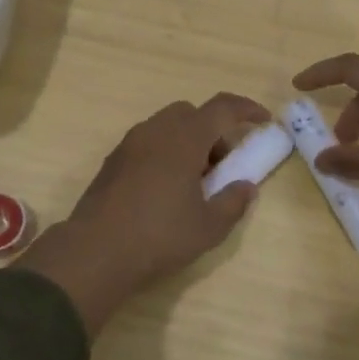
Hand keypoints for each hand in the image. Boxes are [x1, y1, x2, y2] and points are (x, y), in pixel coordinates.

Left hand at [22, 93, 270, 334]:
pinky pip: (148, 142)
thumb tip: (246, 187)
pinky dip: (166, 152)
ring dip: (188, 141)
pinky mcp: (113, 161)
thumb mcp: (208, 227)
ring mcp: (130, 144)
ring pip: (167, 126)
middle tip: (223, 164)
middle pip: (192, 113)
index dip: (246, 109)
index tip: (263, 120)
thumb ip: (233, 202)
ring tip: (194, 181)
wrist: (95, 252)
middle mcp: (156, 131)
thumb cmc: (159, 236)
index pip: (222, 108)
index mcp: (184, 138)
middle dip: (213, 130)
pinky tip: (166, 189)